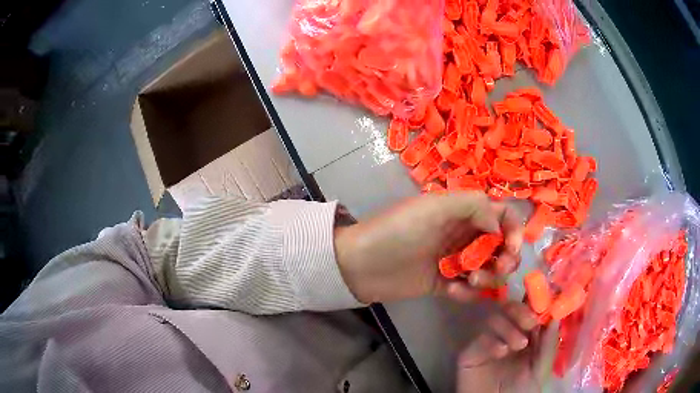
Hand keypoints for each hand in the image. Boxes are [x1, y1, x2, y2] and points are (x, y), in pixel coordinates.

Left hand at [334, 192, 523, 303]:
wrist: (362, 264)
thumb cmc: (399, 230)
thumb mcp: (435, 207)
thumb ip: (474, 206)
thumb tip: (501, 225)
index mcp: (464, 212)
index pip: (502, 215)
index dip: (514, 230)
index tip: (512, 248)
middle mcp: (464, 235)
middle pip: (502, 246)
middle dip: (506, 259)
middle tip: (495, 269)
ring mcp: (455, 261)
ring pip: (490, 270)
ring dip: (488, 278)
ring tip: (470, 281)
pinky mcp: (445, 284)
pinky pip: (468, 290)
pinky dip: (467, 293)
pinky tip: (452, 291)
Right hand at [457, 301, 543, 392]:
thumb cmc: (521, 390)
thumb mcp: (541, 367)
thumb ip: (548, 343)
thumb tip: (555, 314)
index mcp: (524, 335)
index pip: (527, 310)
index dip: (534, 302)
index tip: (544, 302)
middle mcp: (505, 334)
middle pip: (508, 308)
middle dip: (520, 311)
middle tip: (531, 321)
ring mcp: (486, 342)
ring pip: (493, 319)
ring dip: (509, 327)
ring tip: (520, 344)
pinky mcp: (469, 354)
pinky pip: (478, 339)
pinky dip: (491, 340)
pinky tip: (500, 351)